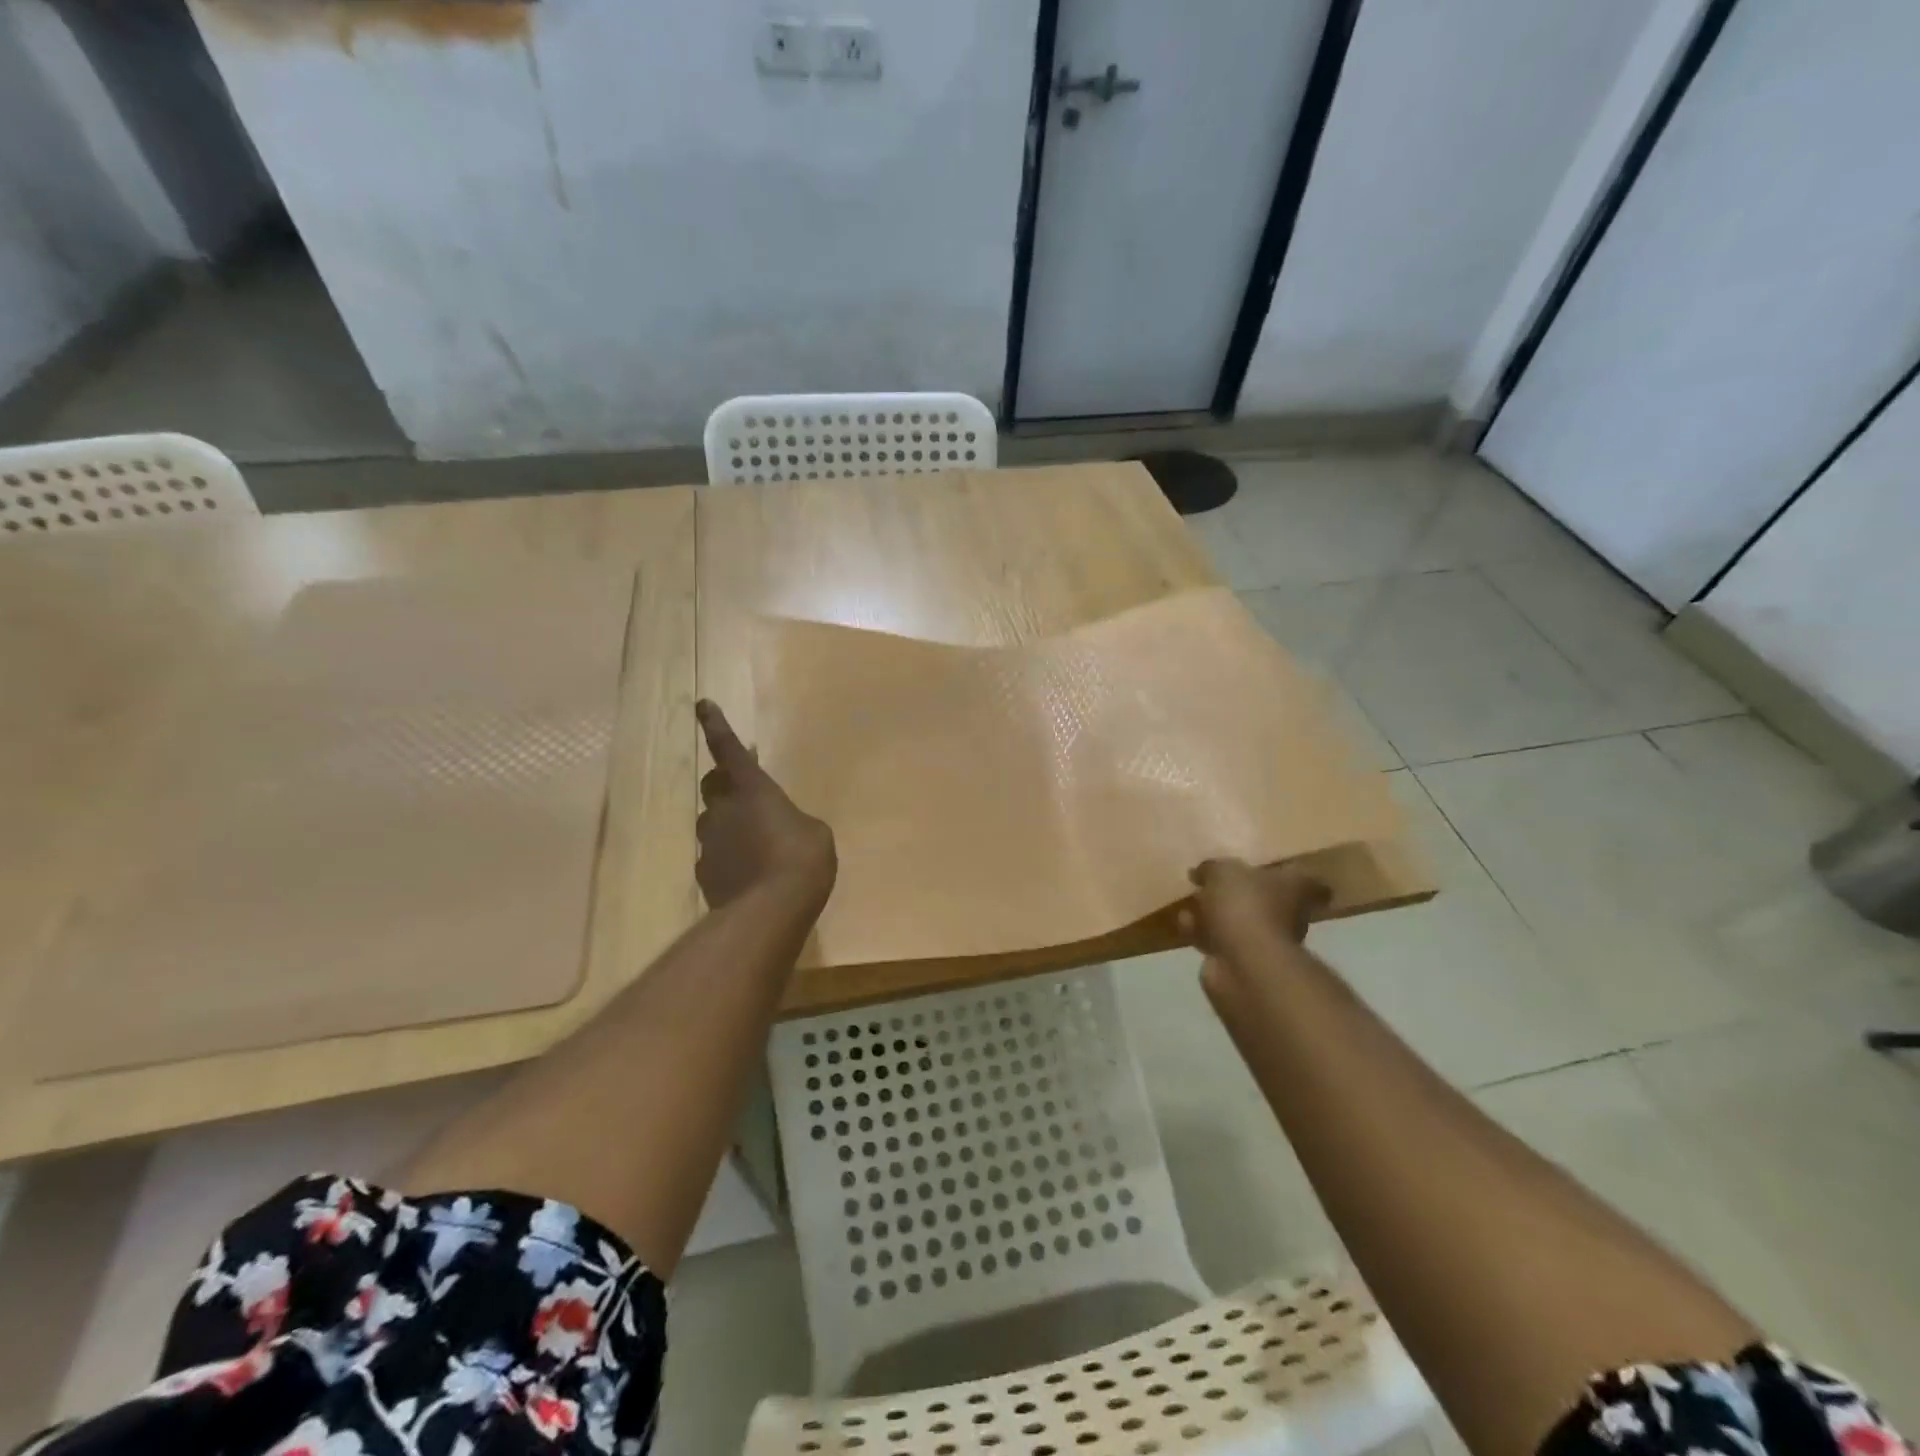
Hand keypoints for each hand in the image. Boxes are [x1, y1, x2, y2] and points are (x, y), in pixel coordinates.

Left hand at [695, 699, 836, 909]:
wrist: (770, 910)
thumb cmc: (801, 859)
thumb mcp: (814, 832)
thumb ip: (793, 821)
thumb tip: (782, 827)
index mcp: (753, 789)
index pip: (728, 749)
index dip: (715, 725)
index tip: (701, 704)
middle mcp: (724, 809)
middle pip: (713, 785)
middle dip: (724, 783)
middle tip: (743, 793)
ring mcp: (710, 842)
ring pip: (712, 822)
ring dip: (727, 824)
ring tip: (753, 844)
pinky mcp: (705, 873)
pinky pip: (714, 855)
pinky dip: (727, 857)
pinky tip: (747, 874)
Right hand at [1178, 858, 1329, 957]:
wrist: (1243, 963)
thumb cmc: (1244, 906)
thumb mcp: (1222, 871)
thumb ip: (1211, 867)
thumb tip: (1201, 872)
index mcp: (1292, 887)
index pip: (1302, 878)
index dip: (1284, 872)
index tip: (1263, 866)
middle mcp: (1286, 915)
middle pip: (1263, 900)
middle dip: (1235, 894)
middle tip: (1208, 884)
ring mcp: (1264, 941)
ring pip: (1236, 921)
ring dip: (1212, 914)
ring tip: (1188, 903)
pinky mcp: (1240, 961)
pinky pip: (1218, 940)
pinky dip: (1201, 932)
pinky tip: (1184, 923)